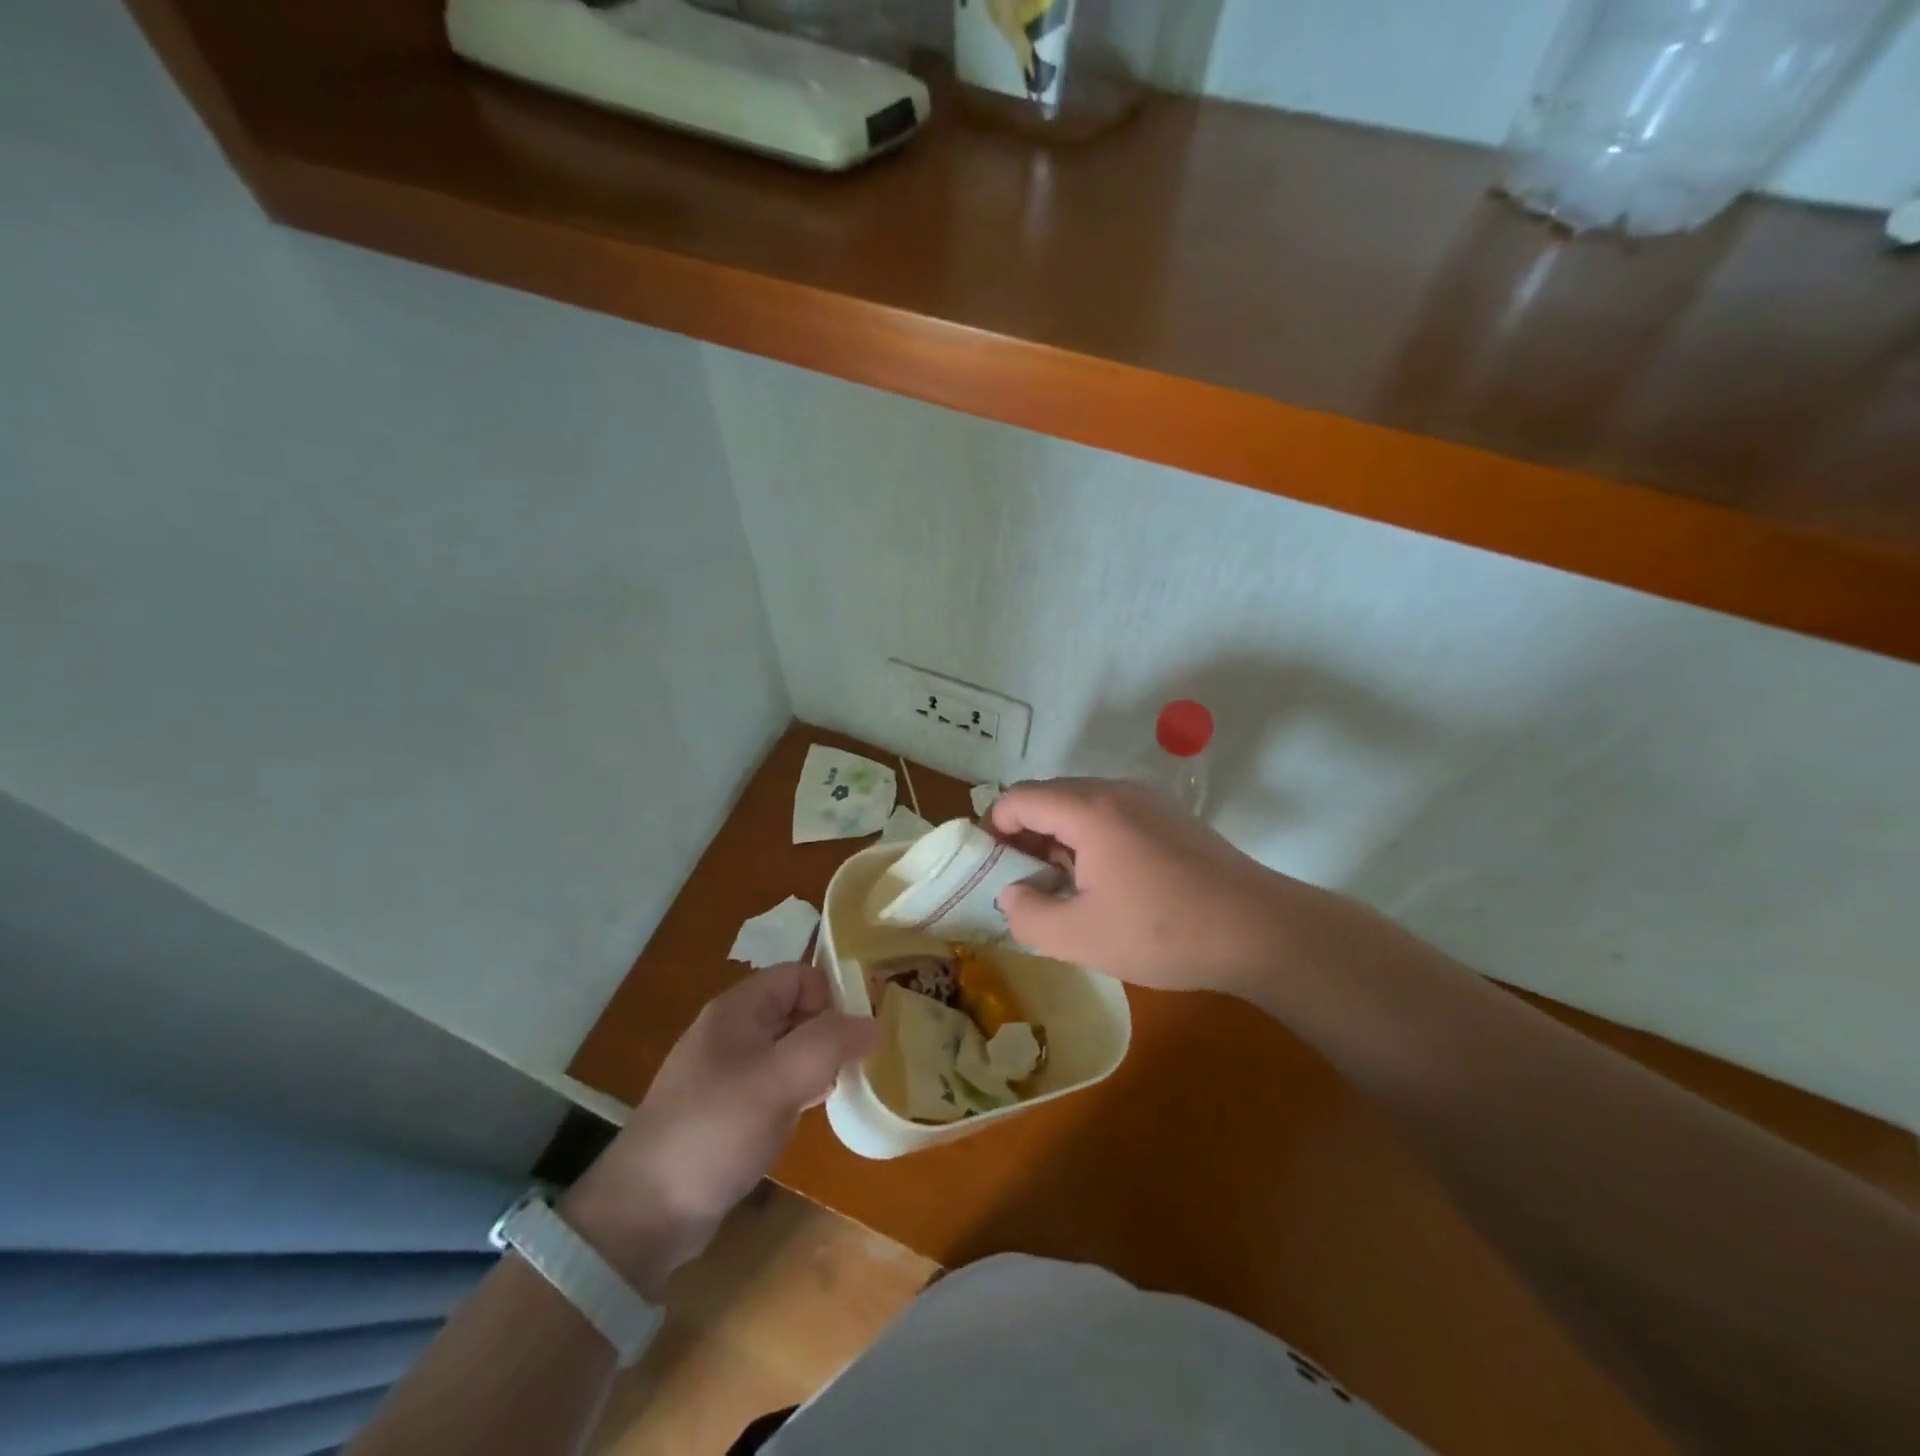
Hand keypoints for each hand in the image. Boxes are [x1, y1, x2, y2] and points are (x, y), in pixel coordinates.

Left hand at [560, 962, 876, 1296]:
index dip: (830, 997)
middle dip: (829, 1031)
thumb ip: (830, 1044)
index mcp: (737, 1009)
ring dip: (817, 1063)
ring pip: (787, 1047)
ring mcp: (726, 1071)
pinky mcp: (726, 1108)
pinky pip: (774, 1082)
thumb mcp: (778, 1080)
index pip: (799, 975)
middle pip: (795, 1009)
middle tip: (855, 1066)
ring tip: (841, 1090)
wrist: (643, 1215)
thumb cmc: (714, 1131)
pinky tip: (810, 1114)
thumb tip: (876, 1023)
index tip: (853, 1037)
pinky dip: (798, 1090)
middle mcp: (731, 1031)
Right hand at [991, 777, 1325, 996]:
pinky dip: (1091, 837)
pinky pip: (1112, 814)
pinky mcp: (1171, 816)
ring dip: (1059, 837)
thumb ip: (1028, 915)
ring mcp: (1148, 799)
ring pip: (1082, 804)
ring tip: (1062, 885)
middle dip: (1025, 834)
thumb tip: (1012, 894)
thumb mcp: (1080, 936)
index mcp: (1089, 809)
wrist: (1260, 930)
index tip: (990, 868)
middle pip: (1050, 796)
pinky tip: (1105, 882)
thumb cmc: (1163, 932)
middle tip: (1023, 881)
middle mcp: (1116, 790)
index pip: (1019, 798)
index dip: (994, 828)